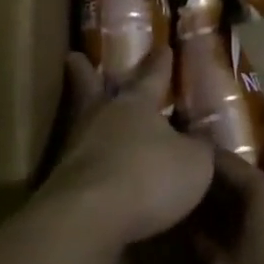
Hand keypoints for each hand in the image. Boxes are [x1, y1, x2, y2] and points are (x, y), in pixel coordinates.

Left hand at [41, 49, 212, 247]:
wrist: (89, 216)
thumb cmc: (149, 177)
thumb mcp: (194, 163)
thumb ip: (199, 148)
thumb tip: (201, 138)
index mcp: (137, 104)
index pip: (152, 76)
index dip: (160, 63)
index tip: (162, 47)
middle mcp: (103, 117)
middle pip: (93, 88)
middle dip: (87, 73)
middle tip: (74, 56)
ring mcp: (76, 147)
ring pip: (80, 120)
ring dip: (83, 113)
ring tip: (86, 111)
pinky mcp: (62, 180)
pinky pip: (78, 158)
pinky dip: (84, 156)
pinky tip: (91, 163)